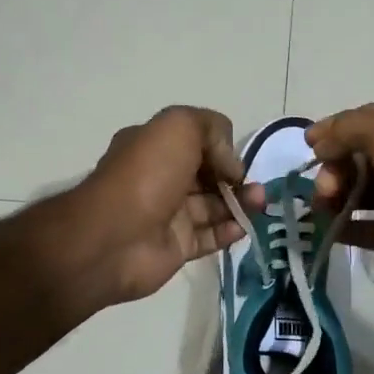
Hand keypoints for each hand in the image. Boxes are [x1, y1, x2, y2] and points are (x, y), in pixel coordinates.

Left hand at [68, 106, 265, 306]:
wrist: (114, 237)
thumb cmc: (146, 174)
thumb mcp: (180, 126)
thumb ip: (213, 129)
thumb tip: (231, 166)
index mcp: (154, 146)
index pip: (197, 142)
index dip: (221, 148)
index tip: (234, 160)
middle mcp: (161, 178)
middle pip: (208, 175)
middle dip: (236, 178)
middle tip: (257, 187)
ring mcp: (169, 214)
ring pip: (214, 206)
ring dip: (240, 203)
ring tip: (259, 204)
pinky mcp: (177, 247)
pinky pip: (210, 237)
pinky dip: (230, 231)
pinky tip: (243, 227)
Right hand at [308, 100, 373, 298]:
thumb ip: (348, 128)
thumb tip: (318, 141)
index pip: (368, 117)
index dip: (337, 129)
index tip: (309, 145)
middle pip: (361, 154)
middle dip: (336, 165)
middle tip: (326, 185)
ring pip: (360, 190)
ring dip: (335, 194)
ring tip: (324, 205)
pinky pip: (365, 226)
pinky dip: (343, 226)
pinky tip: (325, 227)